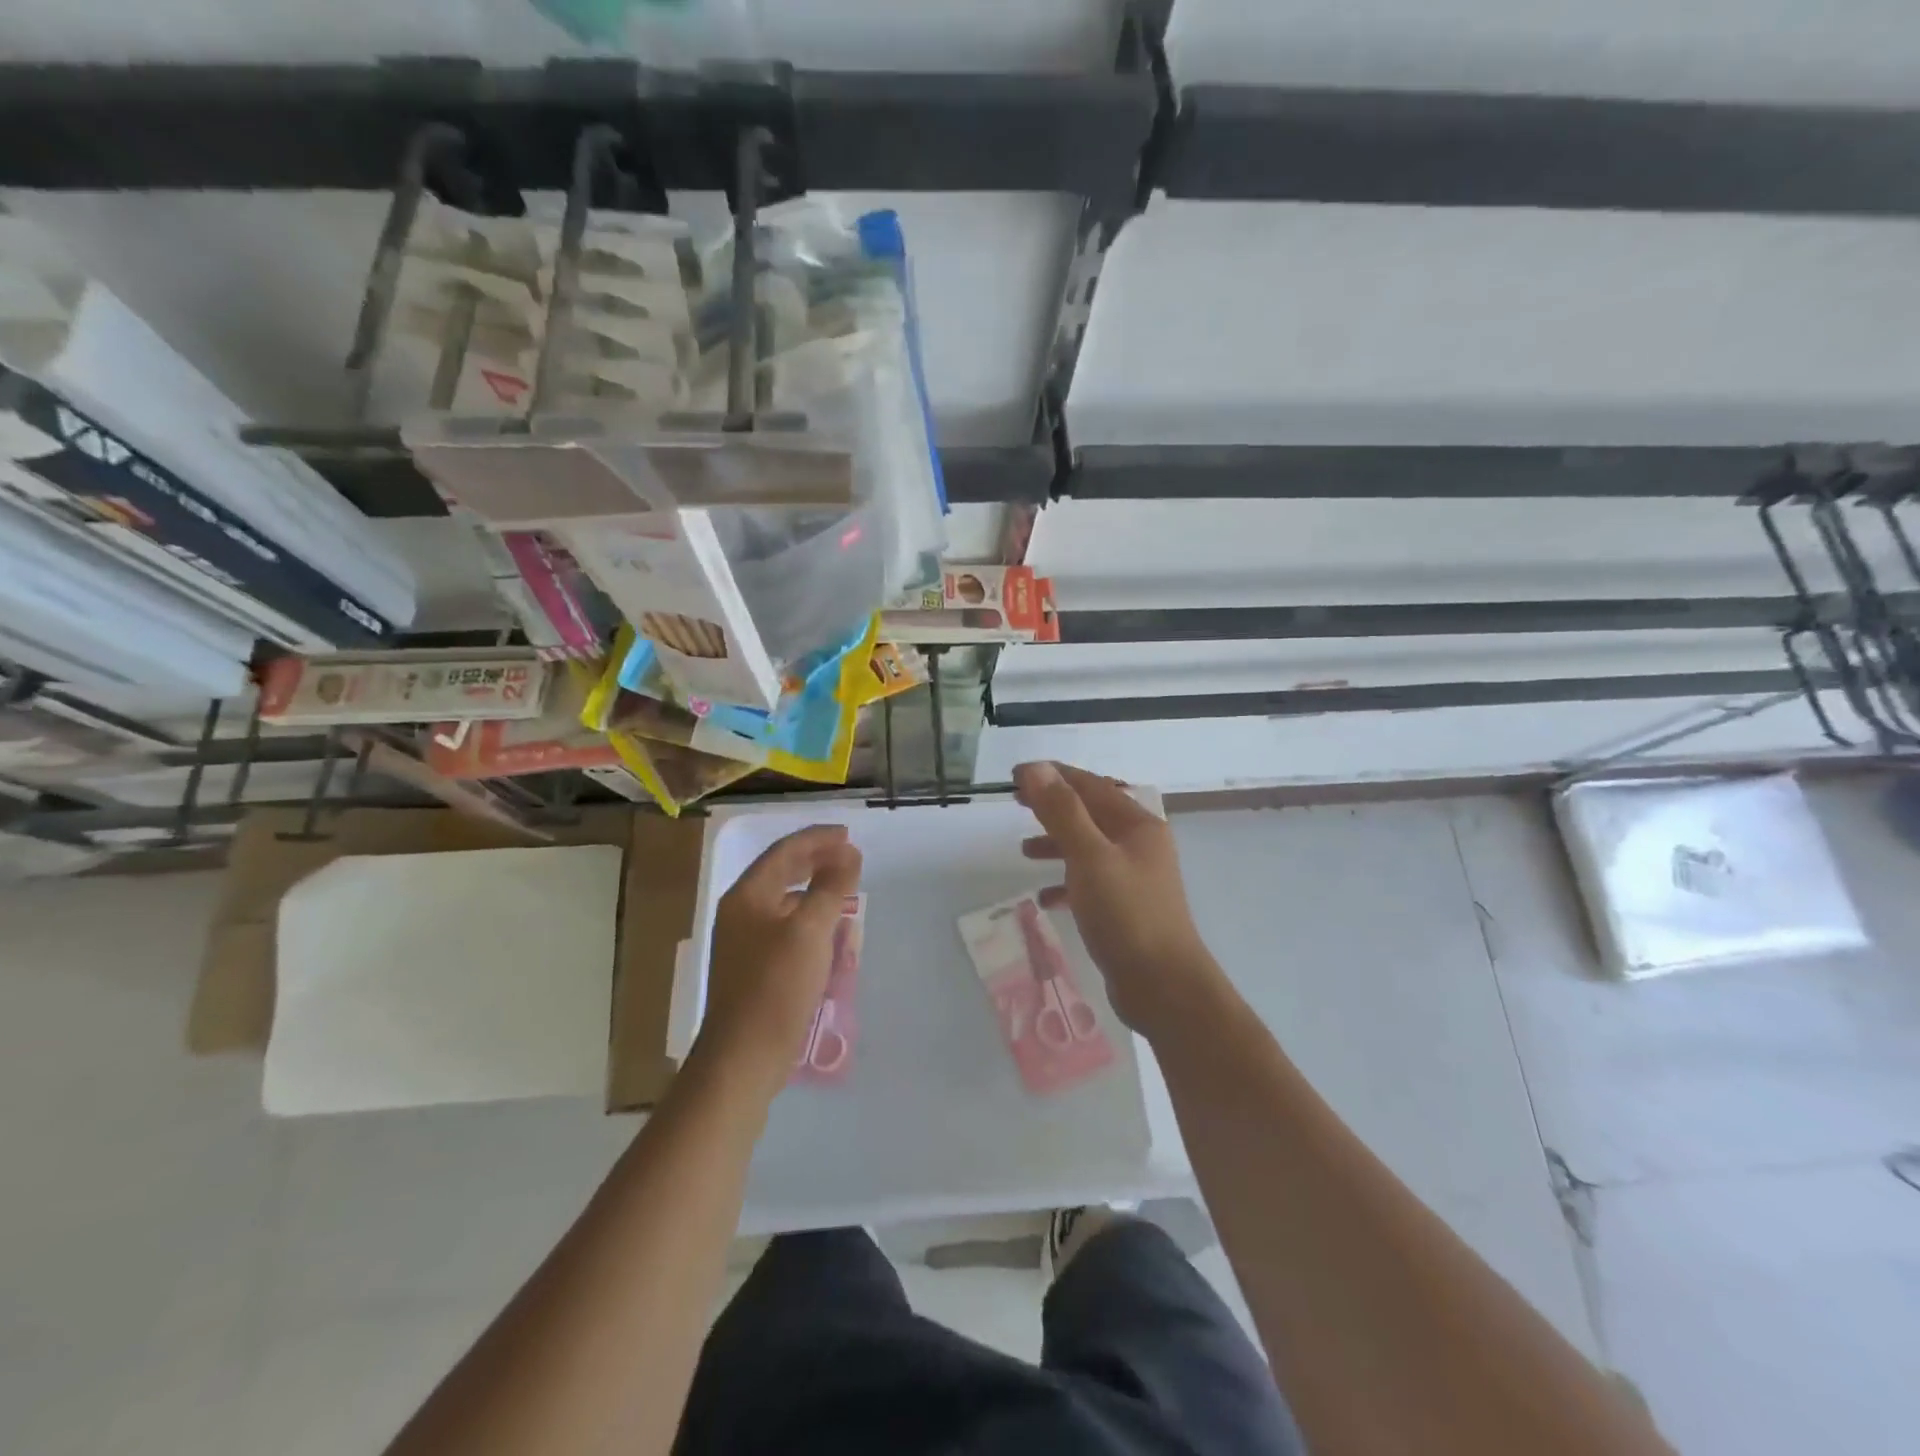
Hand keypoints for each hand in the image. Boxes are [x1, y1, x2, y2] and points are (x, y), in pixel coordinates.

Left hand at [694, 824, 862, 1095]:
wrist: (743, 1056)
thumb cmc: (776, 987)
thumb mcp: (810, 930)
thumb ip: (831, 887)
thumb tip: (848, 854)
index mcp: (748, 896)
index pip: (784, 852)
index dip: (818, 839)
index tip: (849, 835)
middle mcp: (741, 912)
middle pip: (781, 873)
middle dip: (816, 861)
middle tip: (849, 856)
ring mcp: (745, 942)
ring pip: (785, 902)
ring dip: (815, 890)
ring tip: (844, 889)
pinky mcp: (754, 968)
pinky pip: (786, 929)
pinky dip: (810, 920)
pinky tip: (830, 933)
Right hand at [1015, 761, 1219, 1036]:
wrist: (1164, 986)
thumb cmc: (1127, 914)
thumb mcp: (1089, 856)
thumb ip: (1062, 812)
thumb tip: (1036, 769)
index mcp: (1137, 825)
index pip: (1091, 786)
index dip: (1053, 776)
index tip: (1015, 775)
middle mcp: (1140, 845)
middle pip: (1091, 814)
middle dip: (1054, 807)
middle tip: (1016, 803)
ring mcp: (1135, 878)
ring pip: (1089, 848)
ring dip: (1057, 843)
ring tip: (1023, 850)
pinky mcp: (1126, 909)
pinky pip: (1090, 883)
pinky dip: (1066, 883)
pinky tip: (1045, 897)